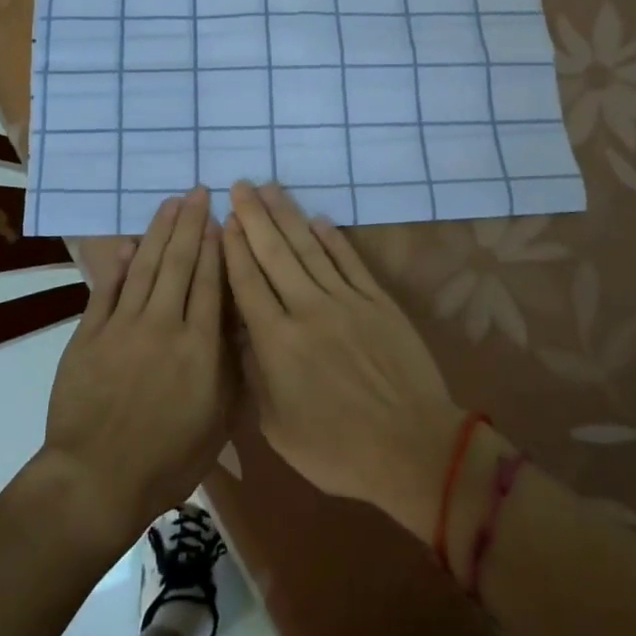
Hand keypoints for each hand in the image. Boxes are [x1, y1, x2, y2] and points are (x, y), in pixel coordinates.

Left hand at [36, 188, 232, 552]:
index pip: (210, 282)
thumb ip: (229, 365)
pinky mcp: (90, 334)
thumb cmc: (168, 459)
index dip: (216, 245)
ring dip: (159, 231)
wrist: (97, 479)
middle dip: (190, 223)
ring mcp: (123, 326)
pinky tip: (129, 244)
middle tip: (197, 191)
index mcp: (200, 346)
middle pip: (180, 262)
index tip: (221, 216)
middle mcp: (164, 324)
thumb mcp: (218, 420)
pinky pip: (107, 290)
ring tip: (170, 202)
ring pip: (146, 266)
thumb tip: (237, 320)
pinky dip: (119, 264)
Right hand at [222, 181, 463, 540]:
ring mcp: (346, 301)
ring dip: (287, 215)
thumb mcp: (278, 427)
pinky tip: (317, 218)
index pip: (247, 282)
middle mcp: (307, 309)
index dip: (233, 247)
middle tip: (239, 185)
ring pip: (309, 248)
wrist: (413, 448)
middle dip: (254, 216)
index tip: (223, 218)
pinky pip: (349, 260)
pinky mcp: (378, 301)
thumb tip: (240, 332)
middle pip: (274, 253)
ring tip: (269, 188)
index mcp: (277, 342)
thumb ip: (255, 374)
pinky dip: (332, 237)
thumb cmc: (338, 450)